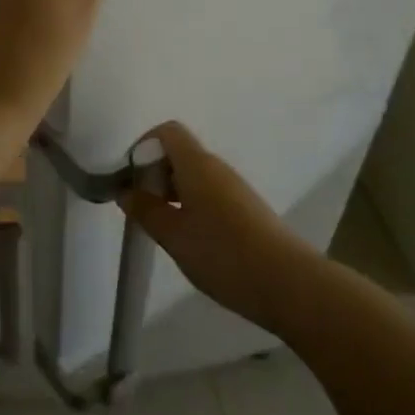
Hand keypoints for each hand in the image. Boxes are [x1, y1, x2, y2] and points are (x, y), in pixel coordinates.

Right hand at [119, 121, 322, 334]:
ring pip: (195, 175)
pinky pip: (210, 193)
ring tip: (162, 227)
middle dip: (155, 174)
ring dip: (173, 192)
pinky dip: (192, 205)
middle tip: (141, 208)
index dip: (144, 147)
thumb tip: (126, 191)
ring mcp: (234, 188)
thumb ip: (146, 211)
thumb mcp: (174, 236)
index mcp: (197, 163)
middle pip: (180, 153)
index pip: (167, 132)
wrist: (288, 282)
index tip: (130, 179)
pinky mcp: (246, 208)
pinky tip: (191, 239)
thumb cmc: (223, 254)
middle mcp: (217, 167)